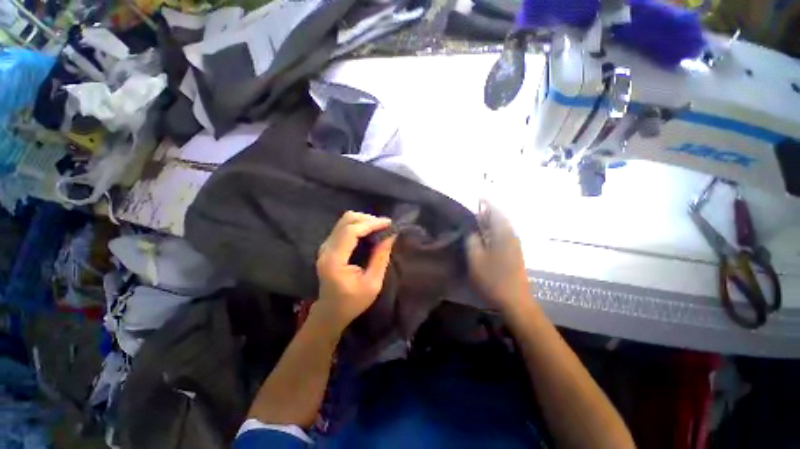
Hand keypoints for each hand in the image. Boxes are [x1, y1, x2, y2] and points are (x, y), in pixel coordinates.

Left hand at [314, 211, 396, 332]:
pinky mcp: (328, 246)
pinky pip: (344, 227)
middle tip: (385, 226)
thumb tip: (390, 236)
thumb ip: (380, 258)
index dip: (371, 224)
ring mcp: (325, 246)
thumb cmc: (352, 302)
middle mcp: (326, 249)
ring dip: (363, 221)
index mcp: (334, 260)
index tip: (389, 223)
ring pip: (344, 221)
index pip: (351, 231)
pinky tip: (369, 232)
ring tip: (379, 228)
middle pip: (346, 221)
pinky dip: (358, 225)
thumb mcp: (372, 283)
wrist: (330, 312)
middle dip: (368, 219)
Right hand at [466, 201, 529, 312]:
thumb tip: (471, 229)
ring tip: (477, 221)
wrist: (515, 300)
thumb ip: (472, 240)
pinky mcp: (514, 253)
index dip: (487, 203)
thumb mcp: (476, 258)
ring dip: (490, 222)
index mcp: (503, 233)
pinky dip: (494, 231)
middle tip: (474, 210)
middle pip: (500, 218)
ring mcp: (515, 244)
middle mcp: (511, 235)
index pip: (496, 211)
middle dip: (488, 212)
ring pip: (502, 227)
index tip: (478, 197)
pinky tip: (485, 236)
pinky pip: (503, 235)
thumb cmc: (493, 278)